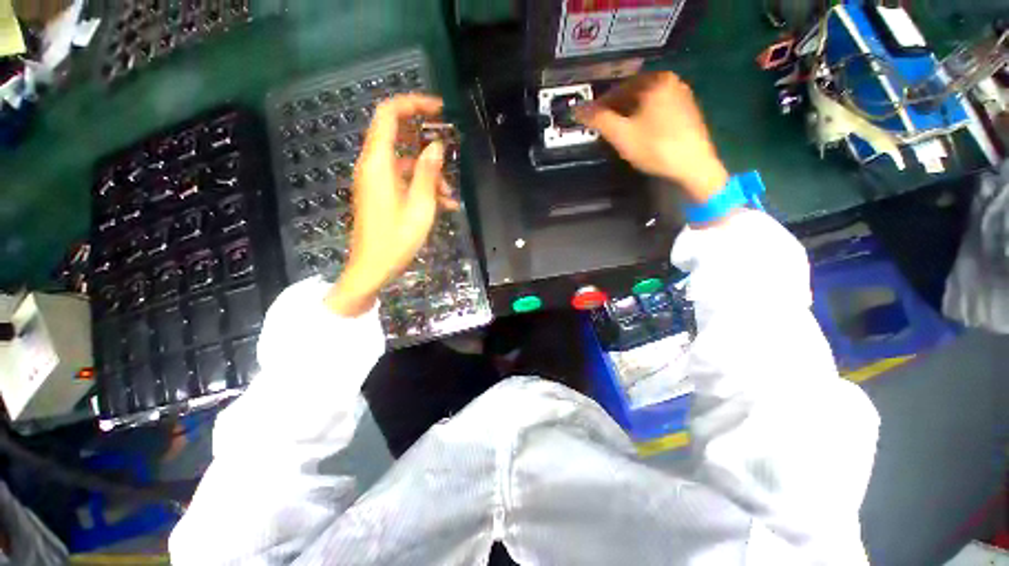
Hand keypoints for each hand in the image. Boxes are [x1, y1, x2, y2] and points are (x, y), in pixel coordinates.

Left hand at [325, 94, 455, 316]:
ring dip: (429, 172)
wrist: (372, 268)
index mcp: (378, 164)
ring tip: (450, 194)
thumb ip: (428, 173)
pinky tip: (443, 204)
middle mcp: (372, 166)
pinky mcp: (380, 194)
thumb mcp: (420, 207)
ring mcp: (375, 180)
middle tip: (449, 146)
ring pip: (404, 161)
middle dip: (424, 138)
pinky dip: (421, 186)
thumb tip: (437, 146)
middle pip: (396, 134)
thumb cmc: (396, 239)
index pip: (389, 115)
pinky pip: (402, 180)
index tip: (438, 109)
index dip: (413, 104)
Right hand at [576, 72, 728, 202]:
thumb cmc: (655, 147)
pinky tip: (639, 134)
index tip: (590, 120)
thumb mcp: (621, 134)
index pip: (618, 88)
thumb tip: (577, 110)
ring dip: (629, 115)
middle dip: (615, 110)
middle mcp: (671, 81)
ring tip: (618, 133)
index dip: (601, 105)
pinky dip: (644, 118)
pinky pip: (657, 109)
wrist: (693, 166)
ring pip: (645, 102)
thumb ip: (598, 119)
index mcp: (655, 80)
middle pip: (632, 94)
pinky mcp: (687, 111)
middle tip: (603, 128)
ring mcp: (681, 95)